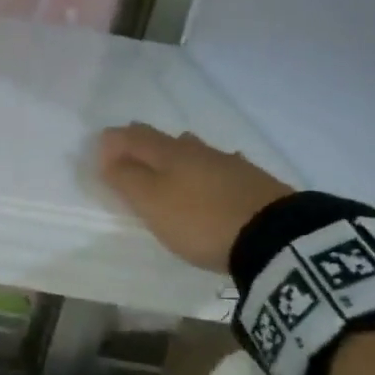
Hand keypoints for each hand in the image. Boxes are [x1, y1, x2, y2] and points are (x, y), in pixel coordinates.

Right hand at [97, 123, 291, 273]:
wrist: (275, 237)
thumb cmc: (199, 219)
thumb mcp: (151, 203)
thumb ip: (126, 178)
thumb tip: (108, 156)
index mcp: (167, 153)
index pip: (132, 137)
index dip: (113, 141)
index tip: (100, 152)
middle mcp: (197, 151)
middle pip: (163, 140)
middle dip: (143, 143)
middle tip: (129, 148)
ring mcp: (229, 164)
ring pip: (194, 151)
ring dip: (177, 154)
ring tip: (169, 163)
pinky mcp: (254, 182)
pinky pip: (220, 168)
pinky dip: (208, 171)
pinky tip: (215, 178)